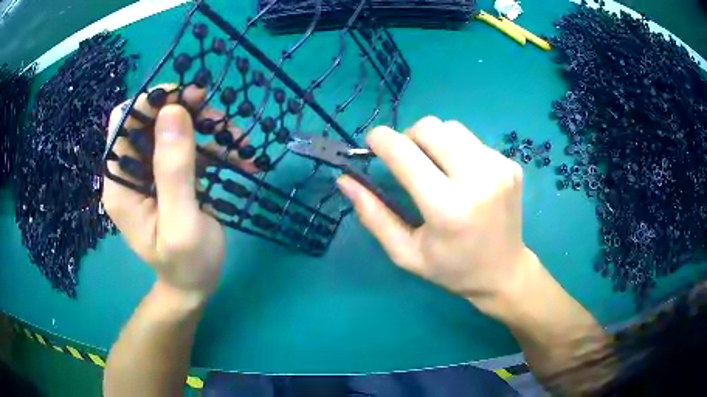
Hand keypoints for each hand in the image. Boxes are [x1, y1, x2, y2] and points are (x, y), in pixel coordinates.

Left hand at [102, 84, 251, 303]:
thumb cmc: (187, 265)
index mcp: (121, 184)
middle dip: (183, 110)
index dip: (151, 102)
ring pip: (172, 128)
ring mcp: (150, 172)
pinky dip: (215, 145)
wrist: (195, 285)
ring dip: (205, 126)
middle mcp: (130, 172)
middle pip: (149, 120)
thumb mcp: (181, 224)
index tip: (188, 98)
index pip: (124, 123)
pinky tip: (241, 155)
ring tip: (237, 138)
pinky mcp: (170, 175)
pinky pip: (189, 146)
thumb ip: (173, 171)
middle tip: (216, 113)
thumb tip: (173, 111)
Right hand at [337, 116, 535, 314]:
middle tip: (407, 161)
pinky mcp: (511, 165)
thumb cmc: (452, 269)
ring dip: (434, 141)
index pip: (405, 153)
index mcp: (447, 208)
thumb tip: (345, 180)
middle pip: (430, 127)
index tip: (372, 144)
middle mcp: (478, 180)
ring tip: (437, 169)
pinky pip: (472, 140)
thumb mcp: (406, 253)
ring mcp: (499, 168)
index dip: (381, 140)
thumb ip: (373, 215)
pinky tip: (462, 176)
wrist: (504, 272)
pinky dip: (458, 150)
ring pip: (451, 127)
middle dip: (408, 137)